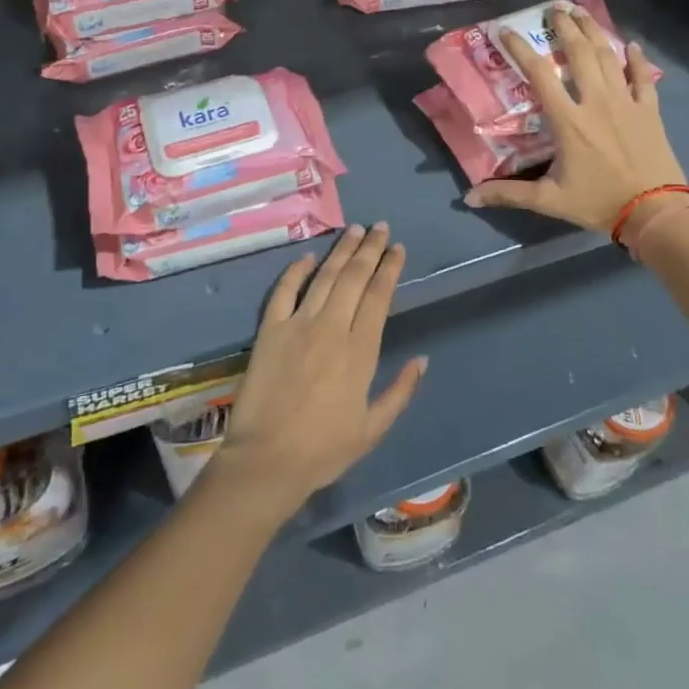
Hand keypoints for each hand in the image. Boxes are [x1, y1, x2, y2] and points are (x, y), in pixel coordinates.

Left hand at [211, 224, 426, 523]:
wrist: (266, 461)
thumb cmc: (324, 450)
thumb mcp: (373, 428)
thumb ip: (400, 391)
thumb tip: (422, 360)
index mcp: (360, 350)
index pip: (379, 296)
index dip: (389, 268)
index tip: (398, 248)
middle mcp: (331, 327)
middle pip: (354, 277)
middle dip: (370, 248)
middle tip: (381, 227)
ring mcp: (297, 324)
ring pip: (324, 276)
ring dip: (341, 250)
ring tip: (354, 229)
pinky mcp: (270, 329)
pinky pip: (284, 291)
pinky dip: (296, 270)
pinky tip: (308, 257)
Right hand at [465, 6, 688, 232]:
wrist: (655, 212)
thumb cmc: (599, 202)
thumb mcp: (549, 200)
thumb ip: (509, 194)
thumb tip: (470, 198)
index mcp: (568, 120)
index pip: (539, 74)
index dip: (520, 49)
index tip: (506, 30)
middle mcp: (596, 101)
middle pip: (578, 54)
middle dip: (565, 27)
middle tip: (554, 8)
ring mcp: (626, 102)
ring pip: (609, 57)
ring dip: (594, 31)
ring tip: (582, 12)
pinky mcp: (649, 110)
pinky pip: (643, 77)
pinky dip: (636, 59)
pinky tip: (631, 45)